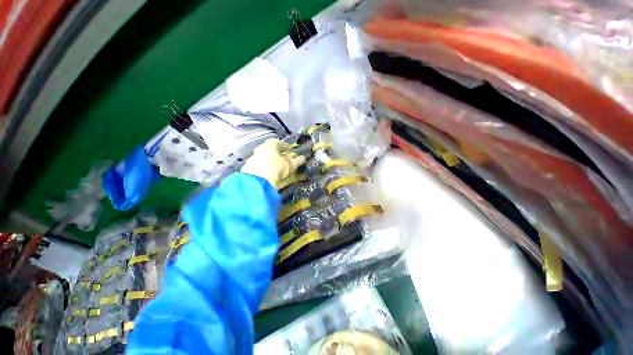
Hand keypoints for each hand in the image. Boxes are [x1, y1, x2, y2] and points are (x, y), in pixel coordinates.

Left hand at [241, 139, 305, 187]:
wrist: (257, 181)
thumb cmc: (276, 168)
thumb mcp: (290, 165)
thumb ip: (297, 160)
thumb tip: (303, 157)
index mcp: (271, 145)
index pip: (280, 143)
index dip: (286, 146)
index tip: (291, 150)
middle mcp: (260, 148)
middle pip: (270, 149)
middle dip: (277, 153)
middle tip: (283, 157)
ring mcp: (253, 157)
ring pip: (263, 156)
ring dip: (269, 160)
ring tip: (275, 165)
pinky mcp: (248, 167)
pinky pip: (258, 165)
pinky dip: (263, 167)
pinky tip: (267, 172)